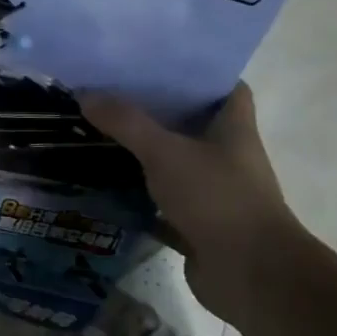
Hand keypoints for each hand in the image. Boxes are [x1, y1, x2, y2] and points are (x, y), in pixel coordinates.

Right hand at [80, 84, 310, 325]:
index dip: (199, 71)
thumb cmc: (218, 199)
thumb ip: (125, 122)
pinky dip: (140, 192)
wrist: (252, 276)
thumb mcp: (165, 152)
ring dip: (146, 149)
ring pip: (176, 160)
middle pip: (194, 121)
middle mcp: (228, 155)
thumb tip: (84, 93)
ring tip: (103, 128)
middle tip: (115, 89)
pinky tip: (107, 181)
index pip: (226, 86)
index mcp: (234, 128)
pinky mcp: (199, 222)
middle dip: (159, 107)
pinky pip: (165, 199)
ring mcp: (215, 191)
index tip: (160, 59)